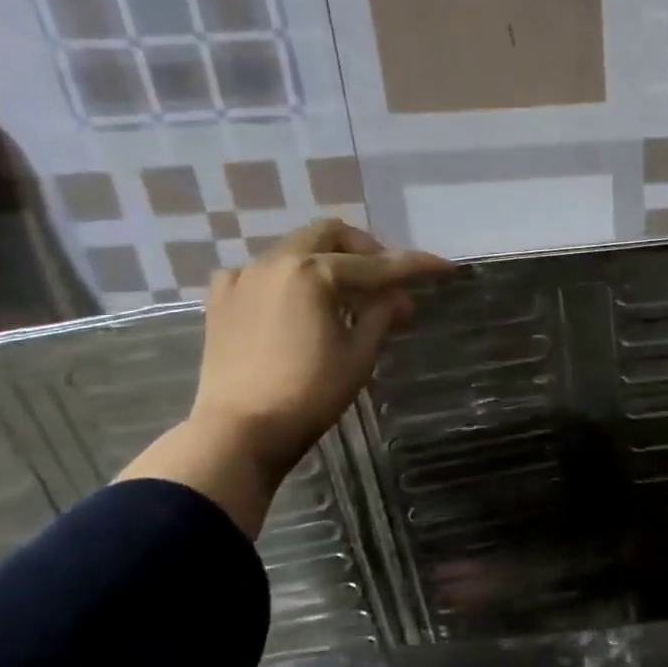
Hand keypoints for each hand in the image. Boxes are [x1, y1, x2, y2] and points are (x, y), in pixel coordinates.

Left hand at [187, 219, 450, 476]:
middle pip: (331, 235)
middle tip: (387, 280)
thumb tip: (400, 297)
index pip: (379, 264)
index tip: (445, 268)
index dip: (416, 266)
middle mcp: (277, 262)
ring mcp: (244, 277)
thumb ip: (382, 315)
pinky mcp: (222, 298)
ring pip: (296, 249)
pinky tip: (298, 305)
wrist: (239, 431)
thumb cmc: (309, 394)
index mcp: (315, 273)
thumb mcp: (359, 356)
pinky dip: (290, 279)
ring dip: (329, 262)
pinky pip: (264, 272)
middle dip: (367, 250)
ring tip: (346, 297)